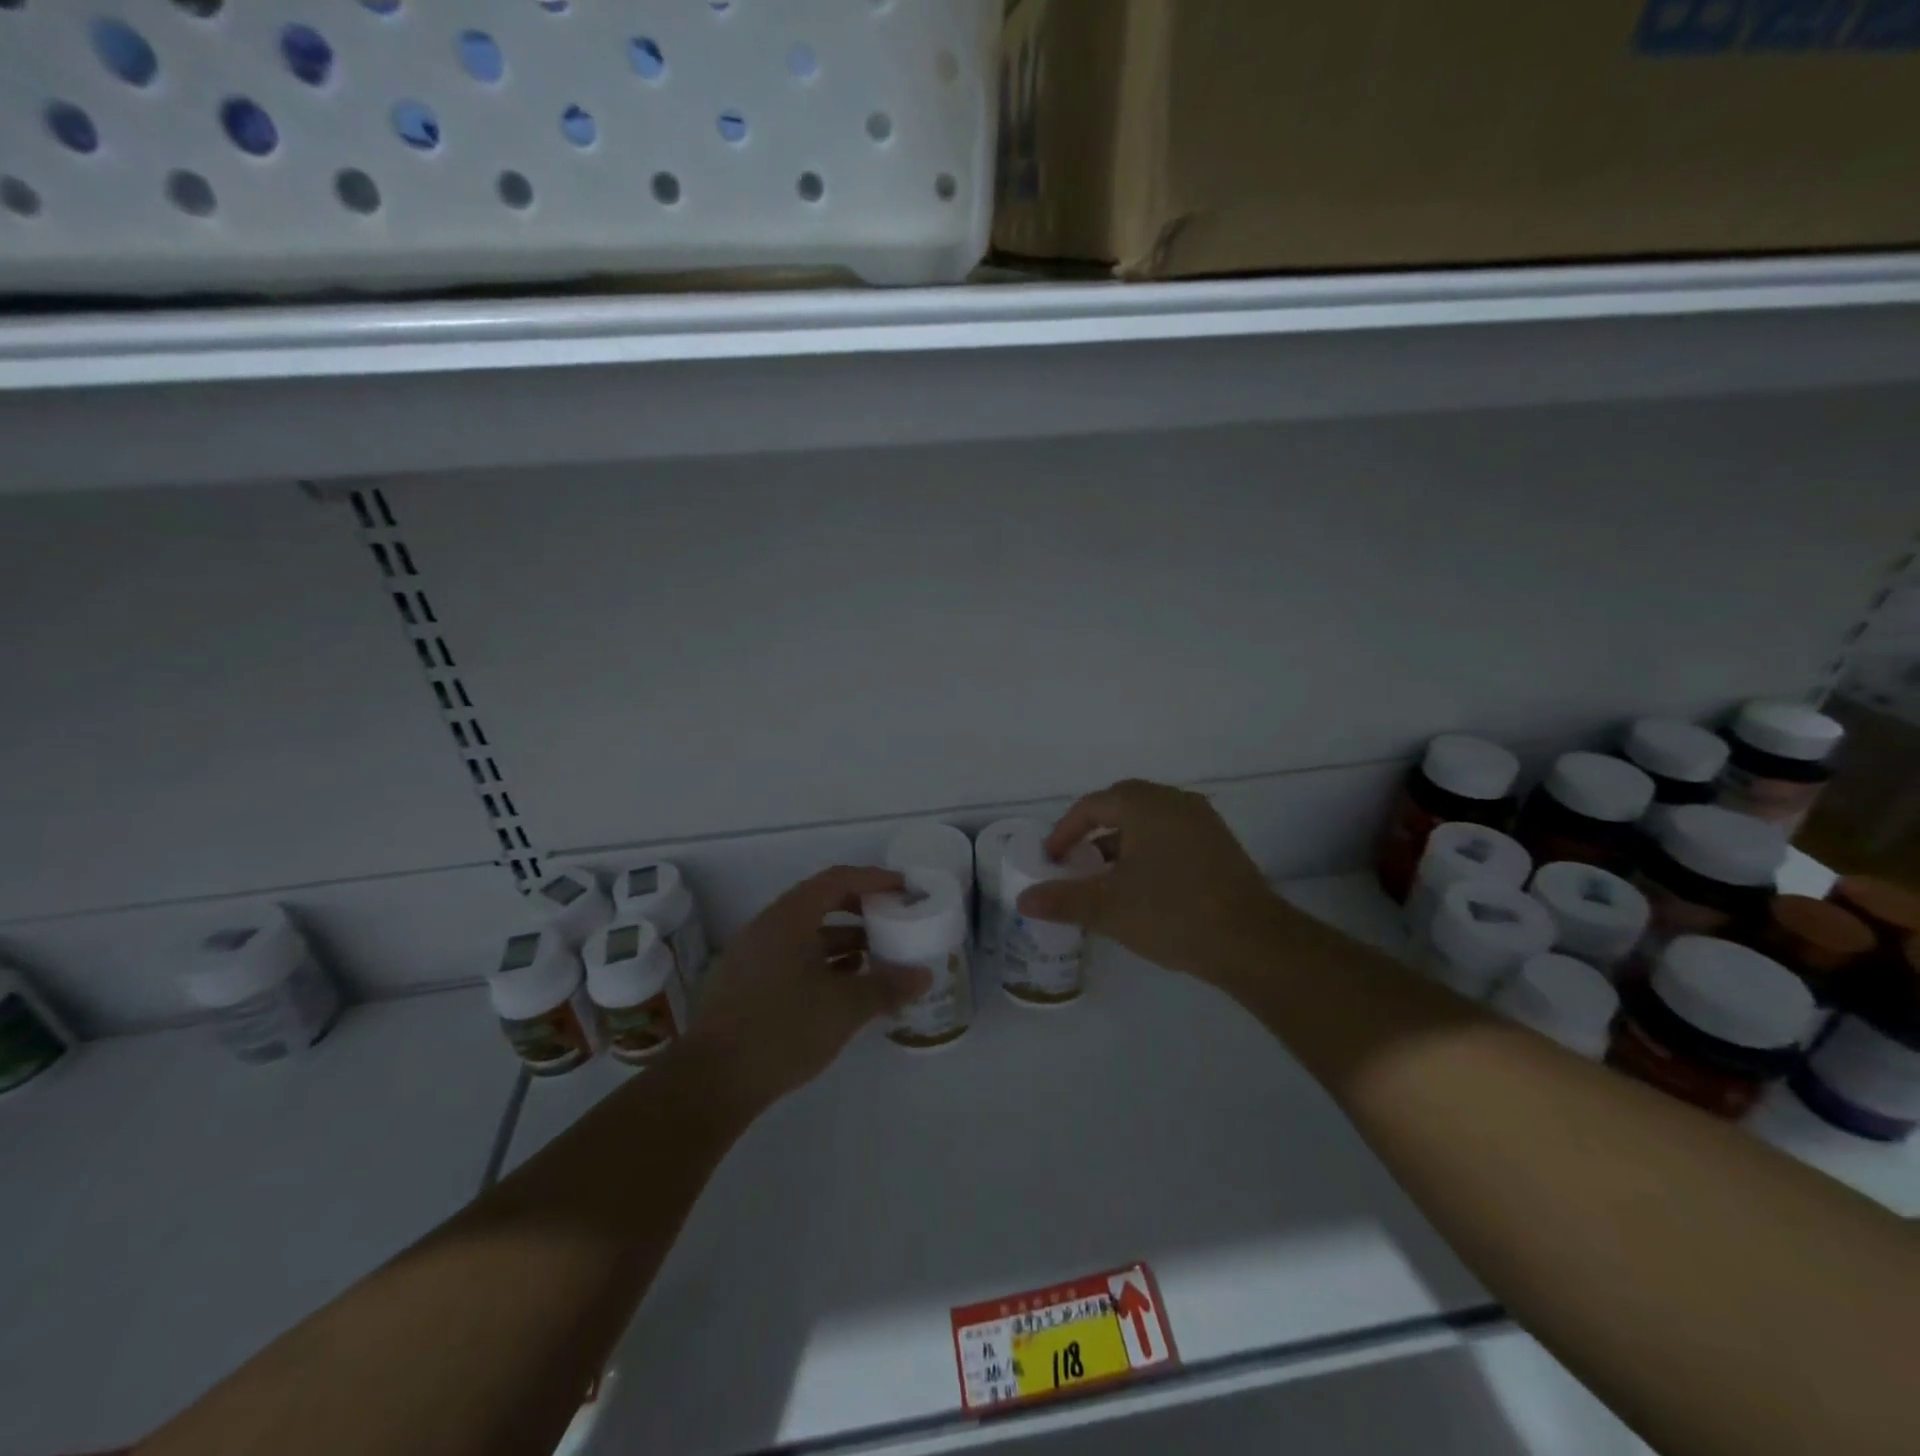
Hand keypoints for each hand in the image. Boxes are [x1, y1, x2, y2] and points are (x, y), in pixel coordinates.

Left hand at [687, 866, 930, 1111]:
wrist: (712, 1081)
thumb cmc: (784, 1029)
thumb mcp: (845, 1008)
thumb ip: (887, 986)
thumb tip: (924, 976)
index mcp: (789, 918)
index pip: (837, 880)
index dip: (874, 879)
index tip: (904, 888)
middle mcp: (767, 927)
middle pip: (820, 902)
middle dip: (860, 910)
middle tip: (892, 920)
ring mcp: (751, 955)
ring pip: (805, 933)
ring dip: (841, 940)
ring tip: (874, 958)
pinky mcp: (744, 983)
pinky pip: (790, 957)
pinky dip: (820, 962)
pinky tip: (841, 988)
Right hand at [1015, 779, 1283, 986]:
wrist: (1253, 941)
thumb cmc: (1172, 913)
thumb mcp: (1108, 908)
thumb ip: (1062, 899)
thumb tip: (1023, 899)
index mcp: (1144, 804)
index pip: (1092, 805)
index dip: (1065, 830)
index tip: (1052, 858)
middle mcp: (1175, 802)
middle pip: (1122, 806)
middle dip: (1093, 832)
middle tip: (1075, 861)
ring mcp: (1203, 822)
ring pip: (1149, 823)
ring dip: (1122, 844)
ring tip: (1106, 878)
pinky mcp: (1220, 845)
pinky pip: (1172, 837)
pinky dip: (1149, 852)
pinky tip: (1145, 887)